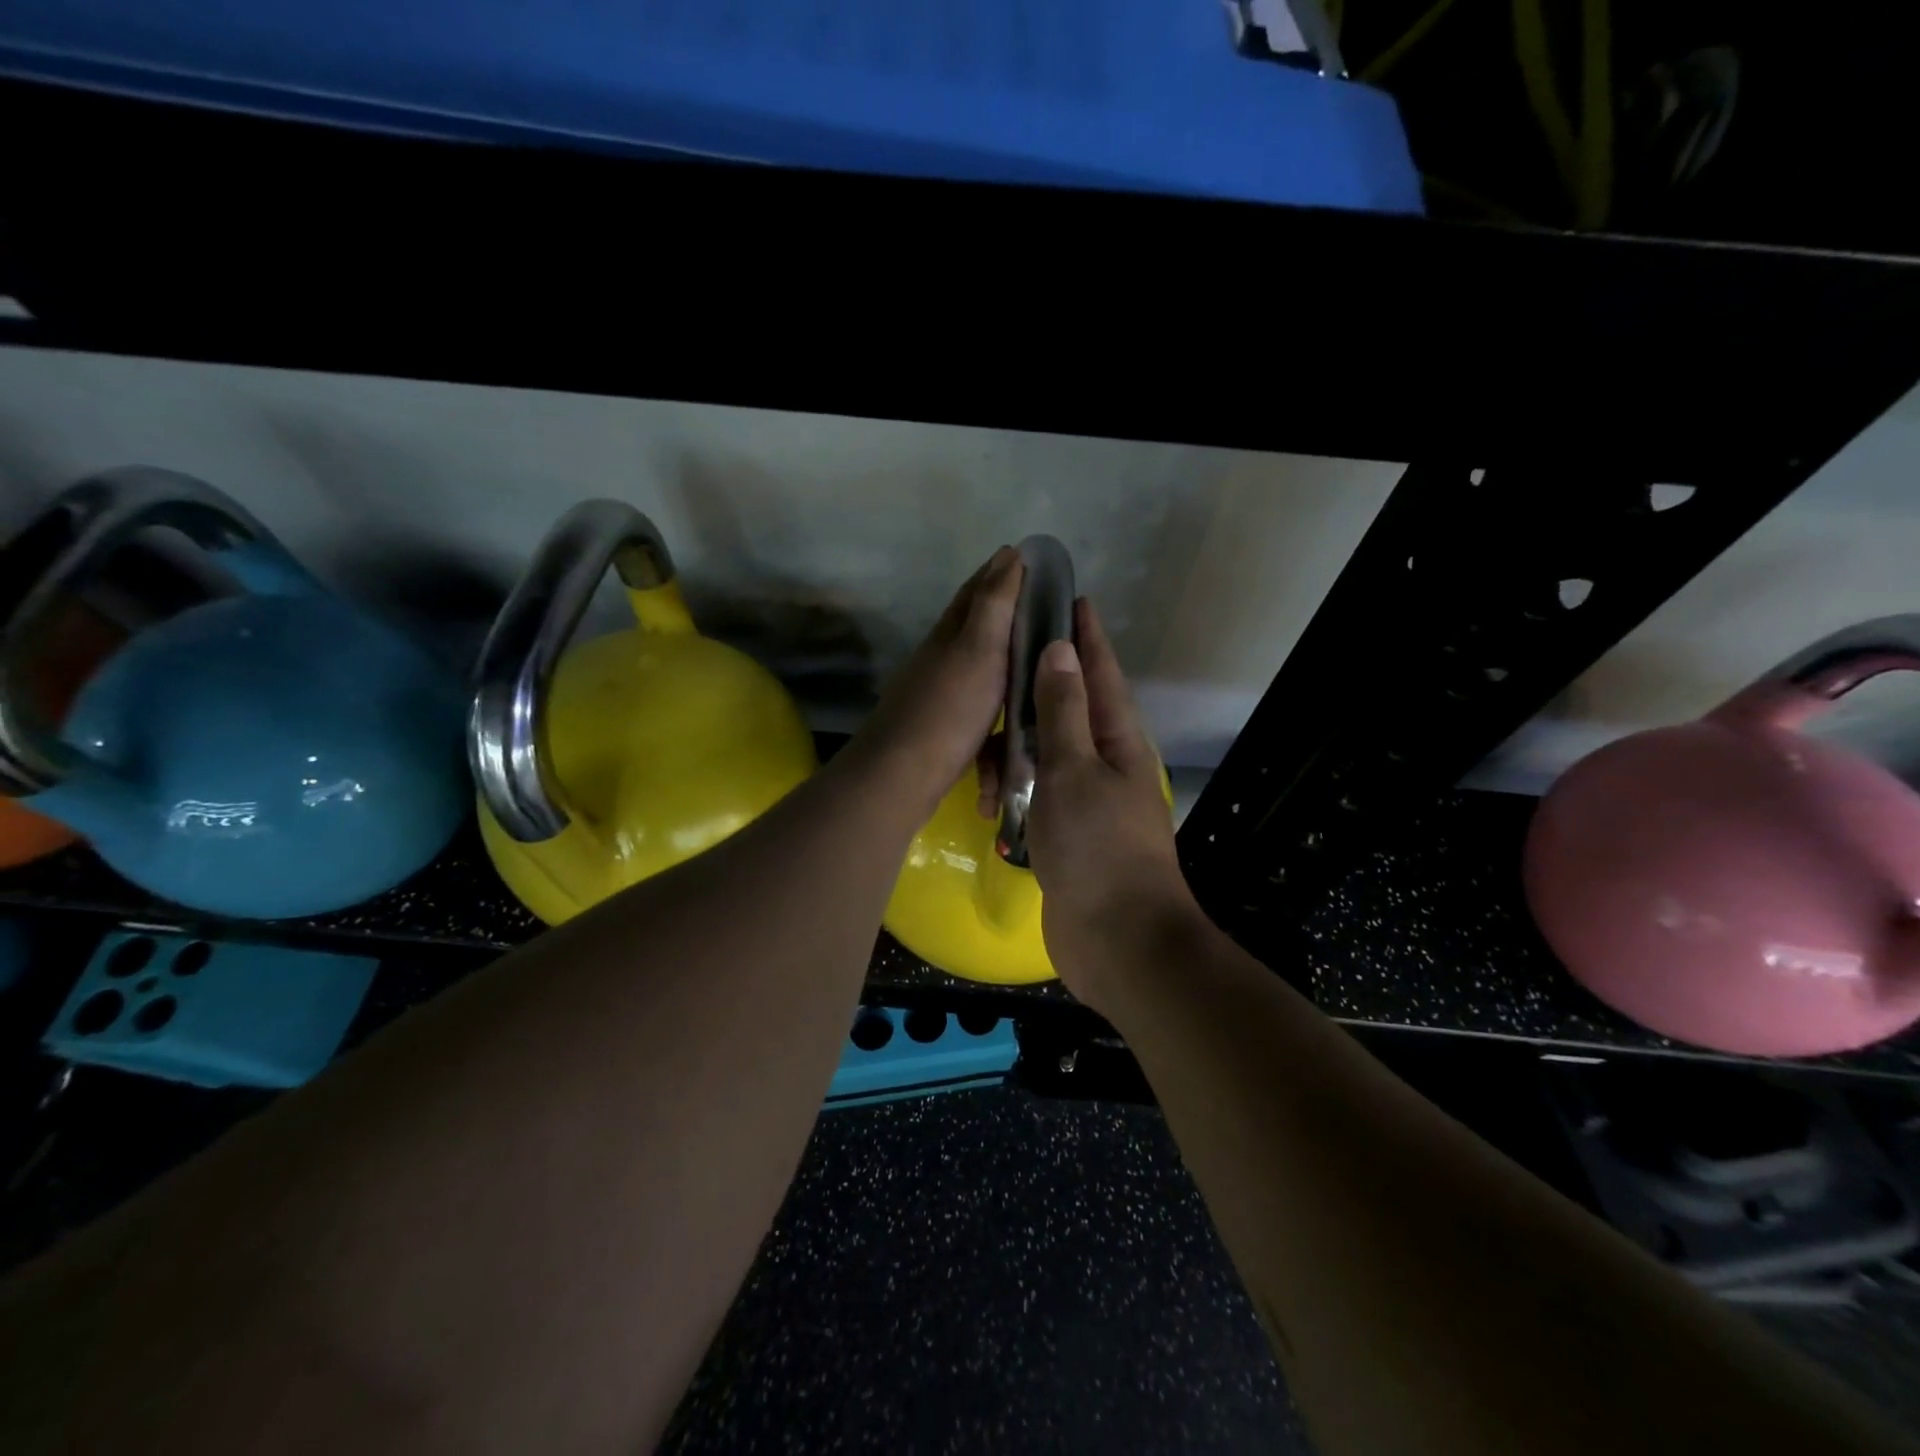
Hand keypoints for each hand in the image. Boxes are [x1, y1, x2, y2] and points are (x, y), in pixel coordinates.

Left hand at [844, 546, 1022, 821]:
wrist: (903, 773)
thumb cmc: (949, 708)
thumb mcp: (979, 650)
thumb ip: (994, 605)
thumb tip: (1008, 554)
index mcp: (950, 634)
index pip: (977, 591)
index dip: (1000, 572)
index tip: (1027, 558)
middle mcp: (941, 657)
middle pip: (974, 624)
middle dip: (1002, 608)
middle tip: (1039, 604)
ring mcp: (940, 692)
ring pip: (976, 663)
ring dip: (1000, 651)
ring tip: (1031, 652)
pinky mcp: (944, 726)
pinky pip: (978, 701)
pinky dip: (996, 694)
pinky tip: (1009, 705)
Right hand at [1027, 599, 1203, 1004]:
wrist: (1118, 941)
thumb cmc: (1098, 848)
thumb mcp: (1074, 770)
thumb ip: (1063, 711)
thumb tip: (1060, 649)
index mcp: (1118, 741)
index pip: (1100, 673)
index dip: (1086, 636)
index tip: (1073, 598)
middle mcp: (1106, 764)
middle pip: (1074, 707)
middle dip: (1046, 679)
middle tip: (1010, 651)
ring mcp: (1088, 801)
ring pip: (1050, 752)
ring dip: (1022, 739)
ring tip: (989, 721)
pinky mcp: (1068, 833)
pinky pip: (1039, 792)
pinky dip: (1018, 782)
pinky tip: (994, 781)